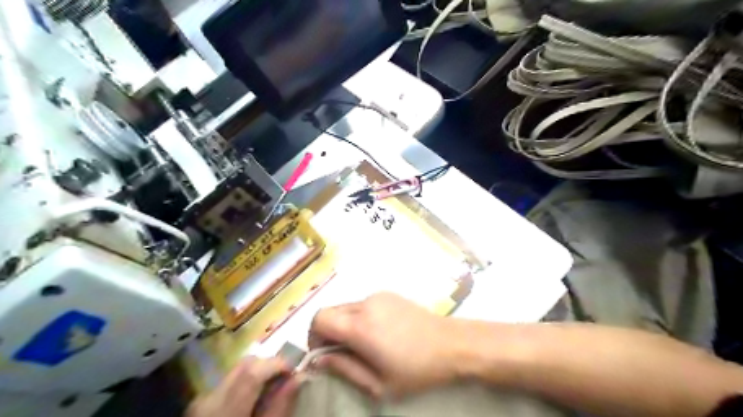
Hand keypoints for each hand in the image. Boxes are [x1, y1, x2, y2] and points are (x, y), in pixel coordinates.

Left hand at [188, 357, 298, 416]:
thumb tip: (298, 377)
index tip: (295, 371)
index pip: (252, 371)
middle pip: (244, 365)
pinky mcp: (200, 406)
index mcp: (225, 411)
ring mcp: (201, 402)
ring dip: (258, 372)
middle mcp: (209, 400)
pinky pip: (228, 382)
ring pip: (236, 371)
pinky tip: (255, 397)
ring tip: (273, 387)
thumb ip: (280, 407)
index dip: (277, 364)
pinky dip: (246, 382)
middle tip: (287, 377)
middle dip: (269, 365)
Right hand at [309, 292, 462, 398]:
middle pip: (330, 311)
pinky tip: (380, 332)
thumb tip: (319, 360)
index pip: (319, 319)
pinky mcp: (389, 294)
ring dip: (345, 324)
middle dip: (328, 332)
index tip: (324, 354)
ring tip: (365, 344)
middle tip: (343, 353)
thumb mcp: (378, 384)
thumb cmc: (417, 370)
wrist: (451, 344)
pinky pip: (363, 304)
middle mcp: (365, 304)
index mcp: (359, 327)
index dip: (313, 337)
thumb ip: (344, 369)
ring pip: (346, 307)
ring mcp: (378, 296)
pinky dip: (360, 317)